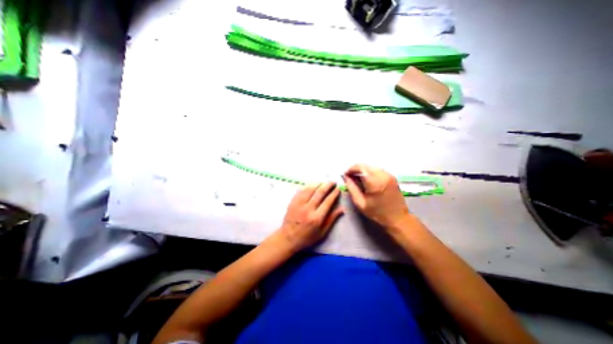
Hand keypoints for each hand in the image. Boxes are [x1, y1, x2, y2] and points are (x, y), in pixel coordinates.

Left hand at [280, 180, 343, 252]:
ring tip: (324, 182)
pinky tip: (312, 184)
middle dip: (328, 185)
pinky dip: (308, 186)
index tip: (338, 189)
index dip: (334, 194)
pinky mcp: (293, 202)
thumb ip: (332, 219)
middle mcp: (308, 209)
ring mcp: (299, 204)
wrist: (288, 238)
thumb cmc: (307, 237)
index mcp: (316, 218)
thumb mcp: (322, 232)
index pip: (328, 201)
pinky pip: (301, 190)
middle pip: (319, 192)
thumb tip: (342, 209)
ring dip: (318, 183)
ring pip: (310, 189)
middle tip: (333, 182)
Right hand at [344, 163, 410, 230]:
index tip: (345, 174)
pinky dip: (370, 172)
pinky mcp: (392, 177)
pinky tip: (367, 179)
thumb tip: (345, 177)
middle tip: (350, 176)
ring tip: (357, 178)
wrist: (398, 218)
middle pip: (366, 165)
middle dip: (356, 169)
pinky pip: (377, 169)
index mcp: (375, 182)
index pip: (360, 167)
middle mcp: (383, 175)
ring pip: (372, 166)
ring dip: (363, 170)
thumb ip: (351, 188)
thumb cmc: (377, 213)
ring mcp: (389, 175)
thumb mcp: (360, 203)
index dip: (351, 169)